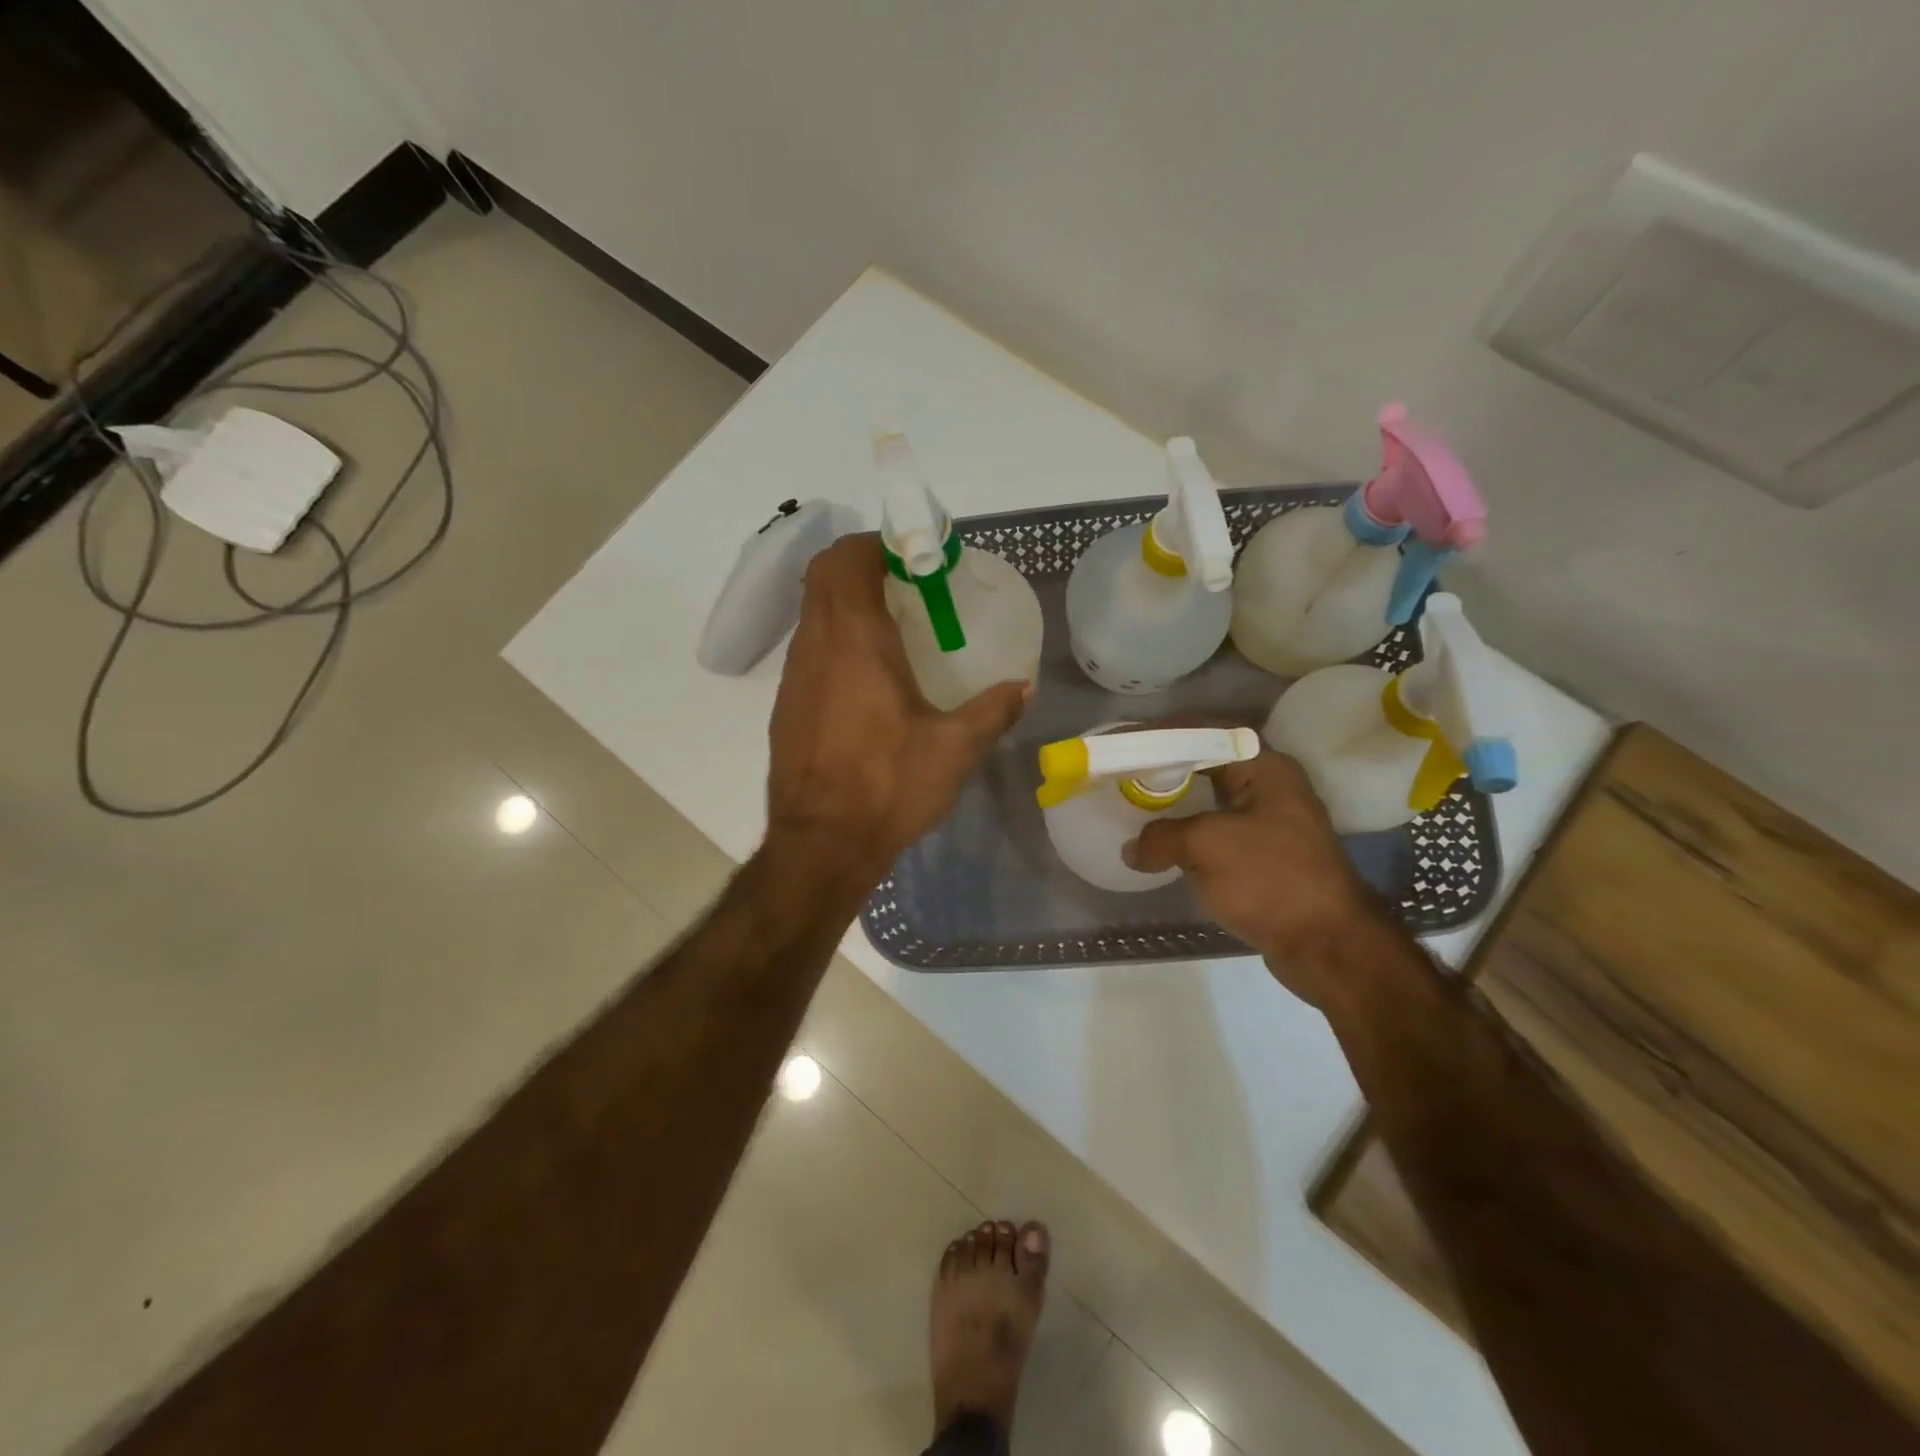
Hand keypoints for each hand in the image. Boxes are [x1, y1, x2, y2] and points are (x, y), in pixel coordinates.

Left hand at [765, 533, 1028, 888]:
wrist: (821, 843)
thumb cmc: (888, 785)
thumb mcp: (955, 749)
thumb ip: (994, 710)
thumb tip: (1024, 687)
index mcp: (854, 639)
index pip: (847, 559)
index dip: (876, 544)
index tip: (915, 557)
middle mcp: (815, 645)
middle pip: (824, 577)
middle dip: (862, 566)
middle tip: (908, 586)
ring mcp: (793, 676)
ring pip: (813, 614)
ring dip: (846, 604)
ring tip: (893, 628)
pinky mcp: (786, 707)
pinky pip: (809, 651)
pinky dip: (835, 641)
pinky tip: (868, 680)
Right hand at [1123, 748, 1382, 1009]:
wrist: (1328, 945)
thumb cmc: (1270, 879)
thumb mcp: (1206, 846)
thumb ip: (1161, 837)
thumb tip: (1133, 849)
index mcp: (1266, 769)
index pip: (1207, 733)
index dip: (1165, 734)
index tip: (1130, 741)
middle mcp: (1273, 788)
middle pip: (1210, 764)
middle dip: (1167, 768)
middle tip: (1128, 772)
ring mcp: (1273, 825)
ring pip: (1214, 802)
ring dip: (1177, 804)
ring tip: (1137, 804)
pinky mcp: (1268, 859)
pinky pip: (1219, 834)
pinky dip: (1190, 835)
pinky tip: (1163, 845)